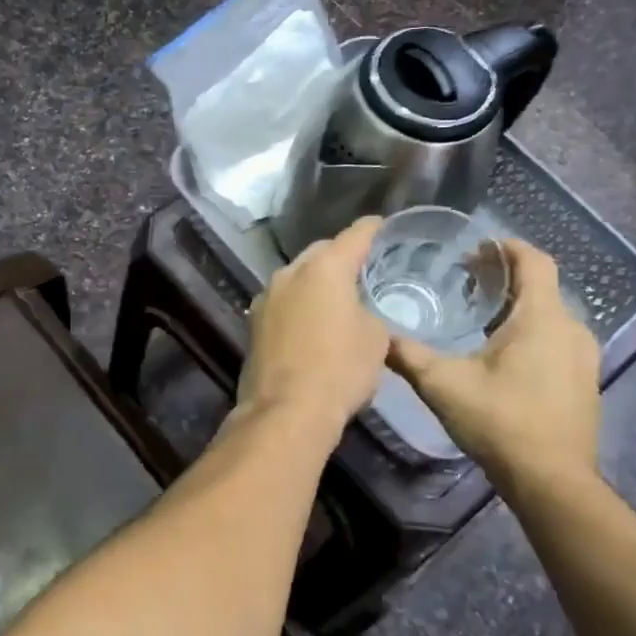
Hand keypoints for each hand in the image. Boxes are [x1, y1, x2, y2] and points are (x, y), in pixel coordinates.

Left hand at [237, 215, 389, 430]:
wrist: (287, 409)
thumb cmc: (341, 368)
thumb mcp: (376, 338)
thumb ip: (368, 310)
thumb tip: (355, 310)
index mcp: (324, 268)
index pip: (354, 236)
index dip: (371, 229)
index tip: (382, 225)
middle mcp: (290, 273)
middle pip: (320, 253)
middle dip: (339, 255)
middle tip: (361, 266)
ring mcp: (266, 297)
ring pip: (297, 277)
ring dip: (315, 282)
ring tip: (336, 295)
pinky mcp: (253, 323)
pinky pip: (284, 302)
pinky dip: (299, 304)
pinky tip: (311, 320)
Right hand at [389, 240, 599, 486]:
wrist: (551, 480)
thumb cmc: (499, 421)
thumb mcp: (442, 384)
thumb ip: (407, 354)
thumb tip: (375, 335)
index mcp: (541, 318)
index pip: (534, 261)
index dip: (507, 247)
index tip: (477, 244)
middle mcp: (571, 328)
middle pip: (541, 286)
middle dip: (505, 277)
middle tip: (466, 278)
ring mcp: (583, 356)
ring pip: (549, 313)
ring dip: (517, 305)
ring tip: (479, 313)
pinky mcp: (584, 380)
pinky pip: (556, 337)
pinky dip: (530, 330)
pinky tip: (501, 351)